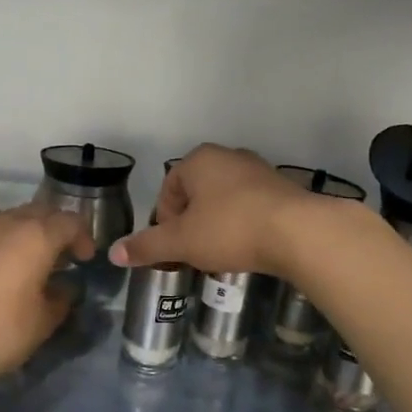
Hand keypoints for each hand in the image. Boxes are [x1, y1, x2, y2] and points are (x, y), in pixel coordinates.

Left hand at [0, 205, 92, 390]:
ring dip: (27, 234)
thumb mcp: (41, 323)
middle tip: (62, 256)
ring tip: (30, 264)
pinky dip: (1, 245)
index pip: (70, 221)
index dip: (83, 237)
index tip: (85, 260)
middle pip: (40, 212)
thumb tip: (64, 289)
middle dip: (56, 229)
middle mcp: (7, 224)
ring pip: (11, 220)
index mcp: (36, 236)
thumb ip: (60, 300)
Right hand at [108, 144, 323, 278]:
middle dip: (190, 225)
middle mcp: (228, 157)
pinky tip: (247, 249)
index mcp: (199, 160)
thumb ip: (147, 246)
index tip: (173, 248)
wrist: (299, 232)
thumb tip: (113, 253)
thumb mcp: (181, 242)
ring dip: (216, 226)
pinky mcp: (283, 189)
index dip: (165, 221)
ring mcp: (259, 170)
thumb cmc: (230, 229)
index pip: (168, 189)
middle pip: (196, 194)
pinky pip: (251, 207)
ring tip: (220, 255)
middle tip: (193, 253)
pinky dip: (242, 226)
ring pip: (224, 201)